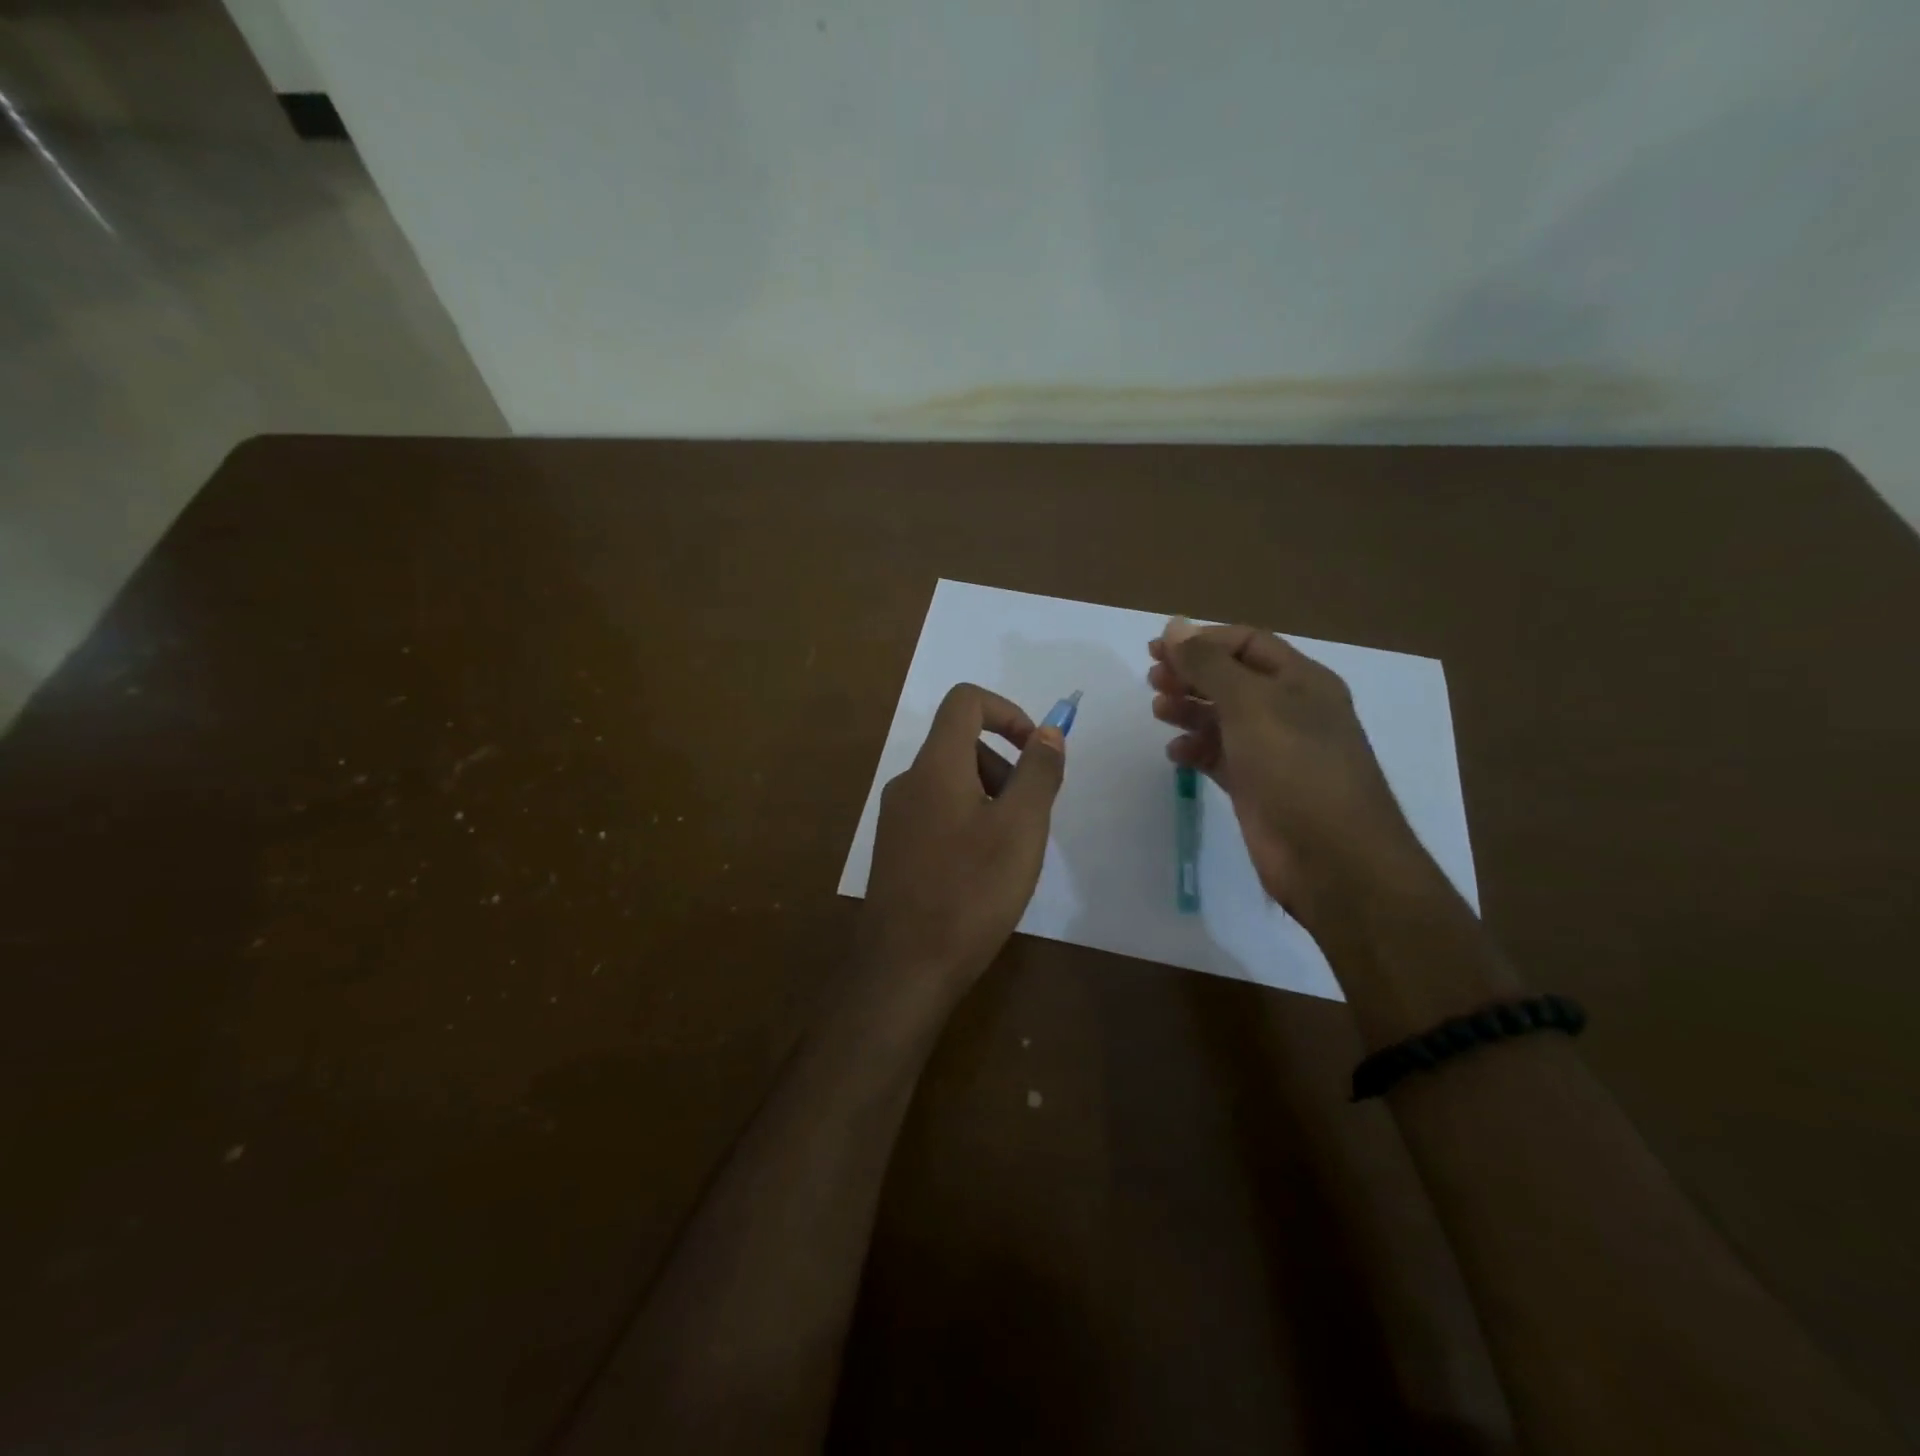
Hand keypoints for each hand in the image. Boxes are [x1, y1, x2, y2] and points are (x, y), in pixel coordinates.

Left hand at [857, 684, 1066, 1002]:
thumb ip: (1038, 773)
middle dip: (1005, 766)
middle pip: (961, 744)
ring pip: (952, 783)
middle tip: (1031, 817)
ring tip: (1011, 851)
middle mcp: (908, 782)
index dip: (1008, 711)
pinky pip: (939, 814)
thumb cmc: (970, 892)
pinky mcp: (895, 849)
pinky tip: (983, 872)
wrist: (904, 967)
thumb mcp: (1021, 828)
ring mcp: (896, 818)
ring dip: (991, 798)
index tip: (1036, 750)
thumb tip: (1049, 733)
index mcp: (935, 766)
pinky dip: (970, 823)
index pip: (965, 702)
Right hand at [1148, 619, 1433, 932]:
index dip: (1202, 641)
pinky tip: (1176, 753)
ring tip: (1159, 711)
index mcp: (1301, 681)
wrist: (1331, 858)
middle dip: (1192, 674)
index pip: (1247, 643)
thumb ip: (1209, 664)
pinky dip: (1196, 749)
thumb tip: (1174, 626)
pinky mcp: (1257, 786)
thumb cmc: (1295, 767)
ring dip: (1189, 709)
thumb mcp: (1251, 704)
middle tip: (1153, 680)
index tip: (1157, 649)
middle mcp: (1290, 710)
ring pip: (1223, 718)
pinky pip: (1220, 756)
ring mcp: (1274, 751)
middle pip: (1232, 679)